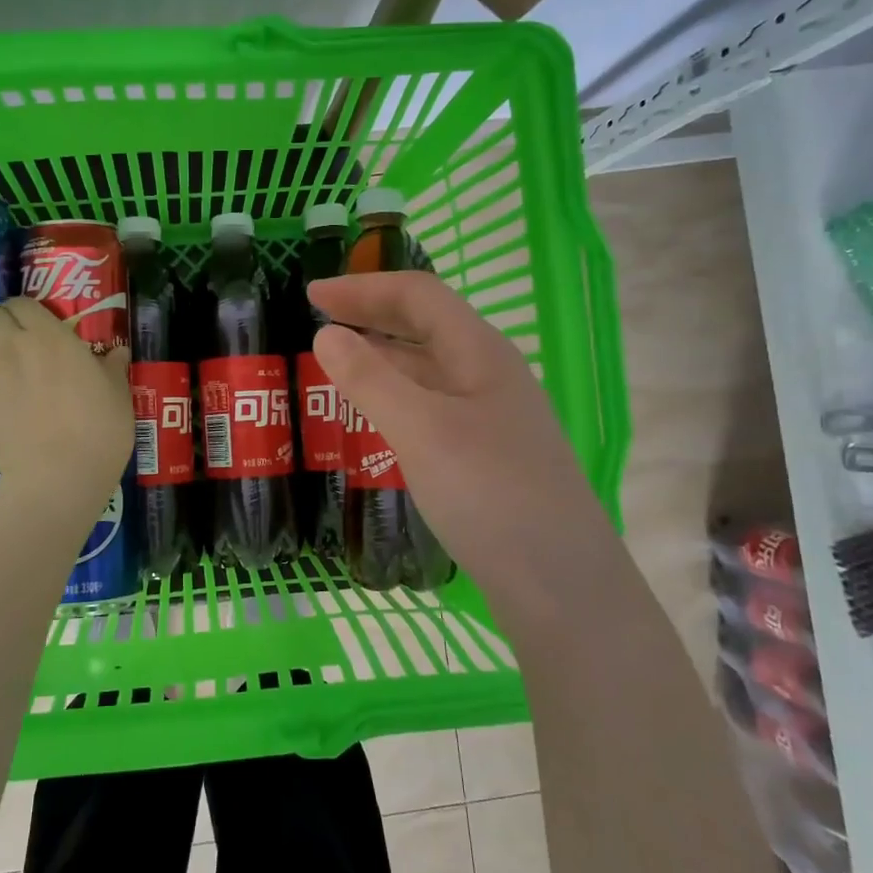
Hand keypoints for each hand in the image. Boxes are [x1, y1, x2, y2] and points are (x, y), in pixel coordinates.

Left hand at [0, 298, 132, 514]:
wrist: (58, 477)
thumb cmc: (98, 430)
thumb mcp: (118, 395)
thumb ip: (112, 367)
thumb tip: (116, 353)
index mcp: (48, 336)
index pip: (21, 302)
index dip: (27, 311)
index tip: (39, 325)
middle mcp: (11, 347)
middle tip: (18, 344)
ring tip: (7, 374)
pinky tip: (3, 406)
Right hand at [309, 272, 590, 602]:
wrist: (561, 584)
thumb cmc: (490, 495)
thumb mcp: (421, 430)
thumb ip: (371, 379)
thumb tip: (326, 333)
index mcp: (480, 352)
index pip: (418, 295)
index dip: (363, 287)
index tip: (311, 293)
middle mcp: (489, 374)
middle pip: (426, 325)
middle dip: (372, 315)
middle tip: (318, 321)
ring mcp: (492, 415)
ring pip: (429, 368)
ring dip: (383, 356)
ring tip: (337, 364)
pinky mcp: (487, 453)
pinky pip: (432, 405)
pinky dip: (396, 396)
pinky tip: (375, 417)